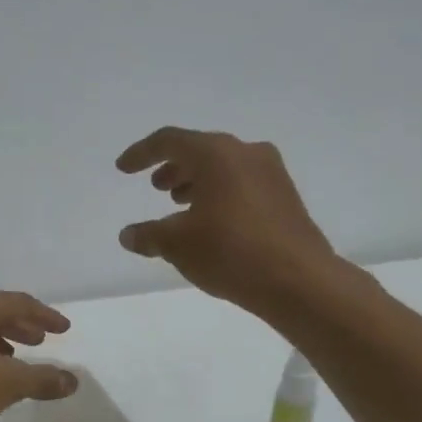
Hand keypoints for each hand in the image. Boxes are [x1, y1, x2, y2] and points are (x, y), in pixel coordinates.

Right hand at [115, 127, 339, 319]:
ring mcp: (271, 173)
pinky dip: (219, 194)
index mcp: (216, 154)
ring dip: (197, 182)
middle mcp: (246, 153)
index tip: (123, 169)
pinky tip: (211, 222)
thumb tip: (128, 235)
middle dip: (173, 167)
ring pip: (223, 167)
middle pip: (200, 150)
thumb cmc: (230, 252)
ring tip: (180, 205)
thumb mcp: (177, 245)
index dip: (141, 153)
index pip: (169, 141)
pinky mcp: (285, 196)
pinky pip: (242, 184)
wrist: (298, 280)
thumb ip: (148, 235)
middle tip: (156, 187)